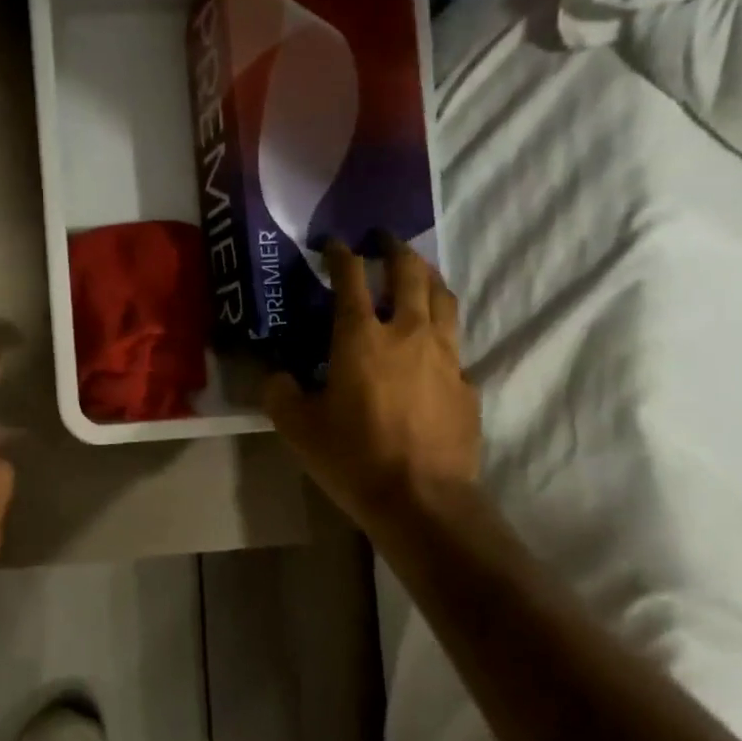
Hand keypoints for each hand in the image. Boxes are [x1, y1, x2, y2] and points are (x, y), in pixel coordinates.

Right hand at [265, 237, 479, 533]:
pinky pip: (455, 342)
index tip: (334, 243)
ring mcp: (444, 355)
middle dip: (395, 251)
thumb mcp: (298, 428)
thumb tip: (275, 375)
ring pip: (443, 299)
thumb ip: (280, 393)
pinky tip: (432, 344)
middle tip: (383, 242)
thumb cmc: (353, 458)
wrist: (421, 498)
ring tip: (417, 274)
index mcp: (361, 338)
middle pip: (409, 274)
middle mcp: (407, 333)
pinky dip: (441, 329)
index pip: (351, 279)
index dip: (341, 256)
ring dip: (428, 277)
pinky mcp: (466, 382)